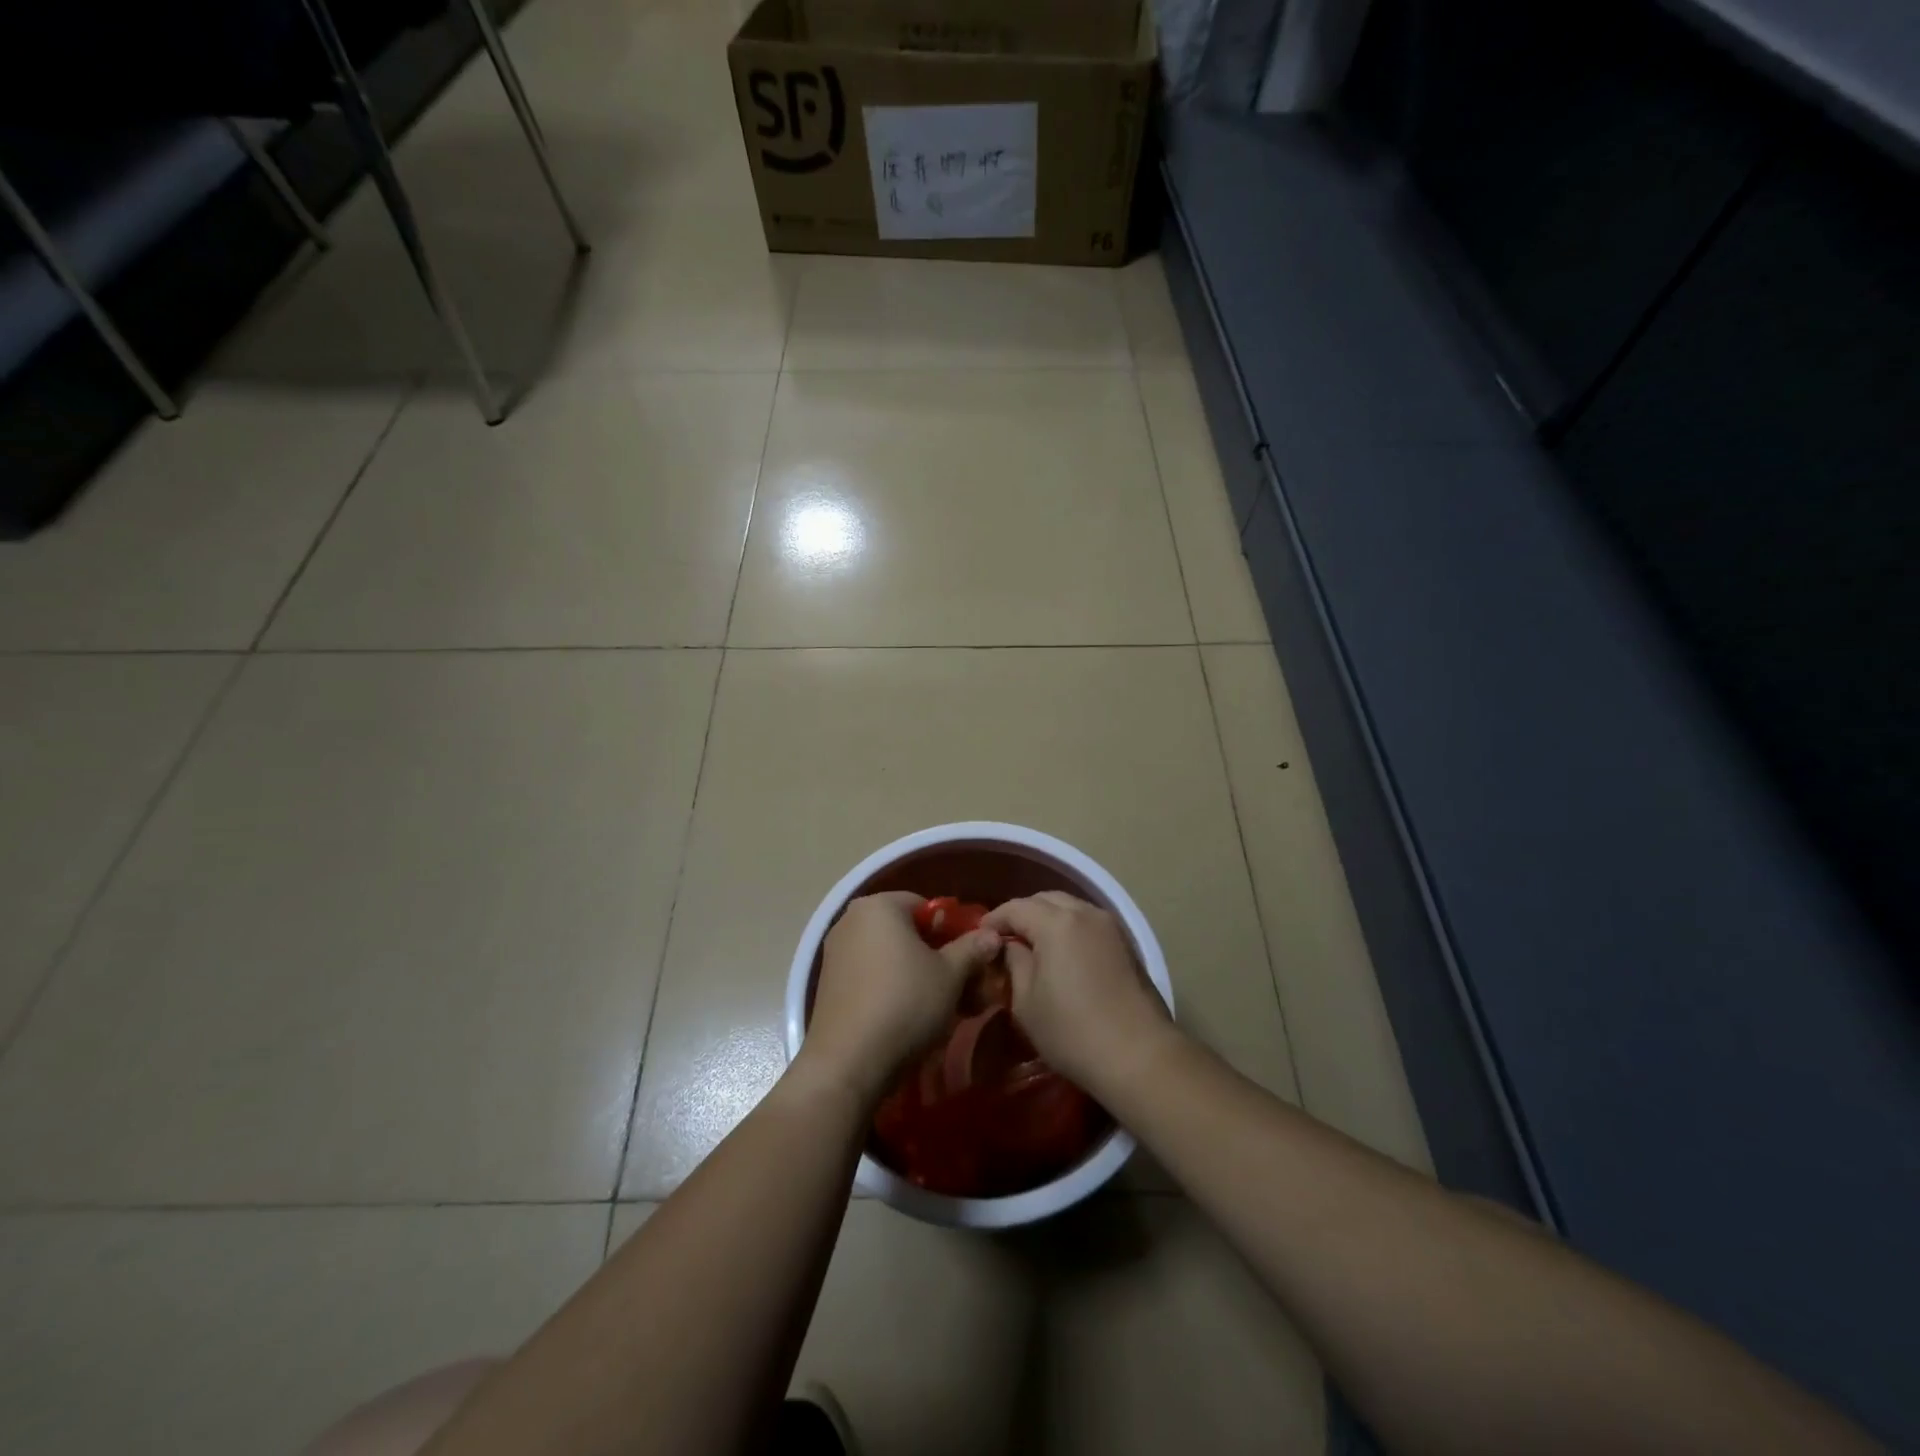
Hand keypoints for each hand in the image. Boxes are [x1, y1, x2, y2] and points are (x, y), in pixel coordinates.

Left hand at [798, 892, 1002, 1104]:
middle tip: (961, 987)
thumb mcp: (950, 975)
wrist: (848, 1063)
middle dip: (936, 956)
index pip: (926, 906)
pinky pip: (870, 975)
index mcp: (879, 905)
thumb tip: (993, 933)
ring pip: (889, 956)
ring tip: (940, 1007)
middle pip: (906, 931)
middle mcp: (851, 920)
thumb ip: (972, 948)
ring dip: (916, 975)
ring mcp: (835, 952)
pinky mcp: (828, 984)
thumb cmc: (905, 1003)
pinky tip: (908, 1018)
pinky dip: (891, 988)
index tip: (969, 961)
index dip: (953, 931)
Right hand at [984, 892, 1176, 1098]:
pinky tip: (1062, 953)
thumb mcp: (1026, 1002)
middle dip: (1022, 914)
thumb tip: (1011, 947)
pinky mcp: (1126, 943)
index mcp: (1056, 922)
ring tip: (1033, 944)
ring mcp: (1110, 926)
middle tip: (1006, 938)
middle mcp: (1084, 913)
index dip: (994, 919)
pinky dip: (1069, 928)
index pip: (1016, 908)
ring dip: (1048, 918)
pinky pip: (1088, 922)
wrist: (1138, 1055)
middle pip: (1045, 900)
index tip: (980, 935)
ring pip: (1070, 907)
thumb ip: (1014, 963)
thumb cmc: (1072, 1031)